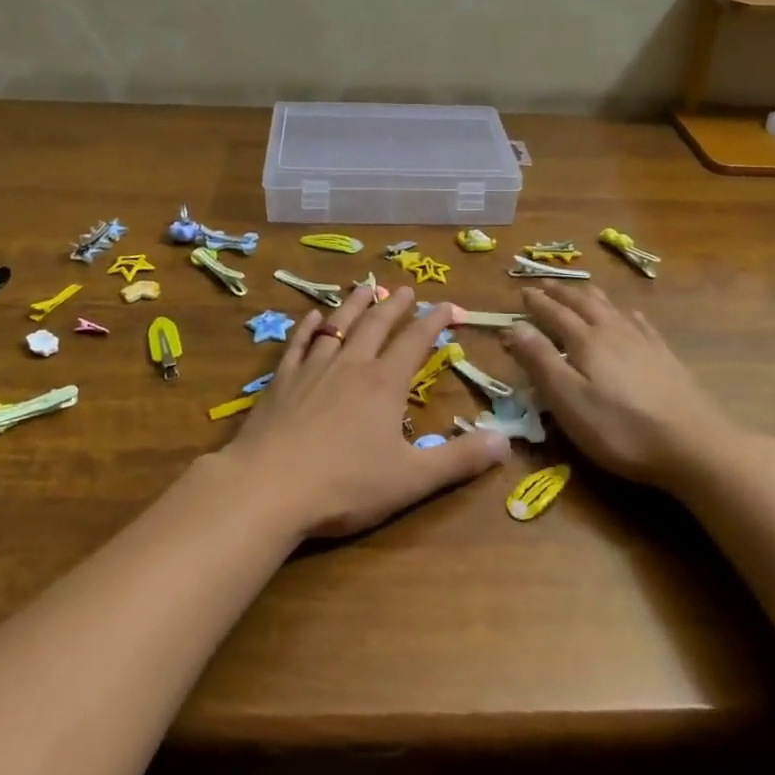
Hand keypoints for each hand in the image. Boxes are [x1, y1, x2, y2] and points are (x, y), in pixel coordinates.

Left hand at [225, 282, 509, 539]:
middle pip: (376, 325)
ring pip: (338, 326)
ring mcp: (312, 370)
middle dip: (394, 305)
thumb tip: (506, 440)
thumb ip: (460, 459)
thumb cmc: (345, 485)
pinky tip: (312, 317)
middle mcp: (350, 365)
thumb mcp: (412, 479)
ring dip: (354, 305)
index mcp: (384, 384)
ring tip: (365, 287)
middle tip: (406, 288)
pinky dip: (308, 327)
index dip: (434, 321)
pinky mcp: (281, 382)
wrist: (268, 487)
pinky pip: (298, 344)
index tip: (449, 306)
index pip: (415, 341)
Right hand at [501, 286, 750, 490]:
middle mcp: (613, 332)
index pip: (554, 314)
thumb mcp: (568, 400)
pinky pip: (641, 324)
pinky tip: (630, 315)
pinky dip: (627, 314)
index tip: (522, 291)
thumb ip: (540, 361)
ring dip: (590, 296)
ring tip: (581, 289)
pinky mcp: (665, 358)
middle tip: (545, 283)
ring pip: (611, 308)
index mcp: (586, 342)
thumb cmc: (620, 429)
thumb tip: (513, 326)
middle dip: (561, 292)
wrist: (693, 445)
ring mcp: (643, 343)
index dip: (537, 303)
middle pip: (583, 303)